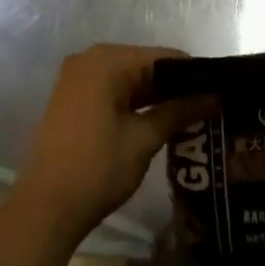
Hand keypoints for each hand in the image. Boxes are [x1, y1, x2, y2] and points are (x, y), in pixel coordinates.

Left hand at [8, 44, 206, 248]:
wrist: (45, 208)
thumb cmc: (98, 168)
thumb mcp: (145, 139)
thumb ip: (180, 111)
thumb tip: (216, 97)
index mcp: (108, 60)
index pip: (165, 57)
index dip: (194, 75)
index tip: (219, 93)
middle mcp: (90, 59)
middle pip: (146, 65)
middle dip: (175, 87)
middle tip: (209, 108)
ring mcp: (77, 78)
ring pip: (129, 79)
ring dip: (156, 97)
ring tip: (191, 116)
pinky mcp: (72, 98)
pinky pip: (113, 90)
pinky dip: (134, 103)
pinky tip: (159, 121)